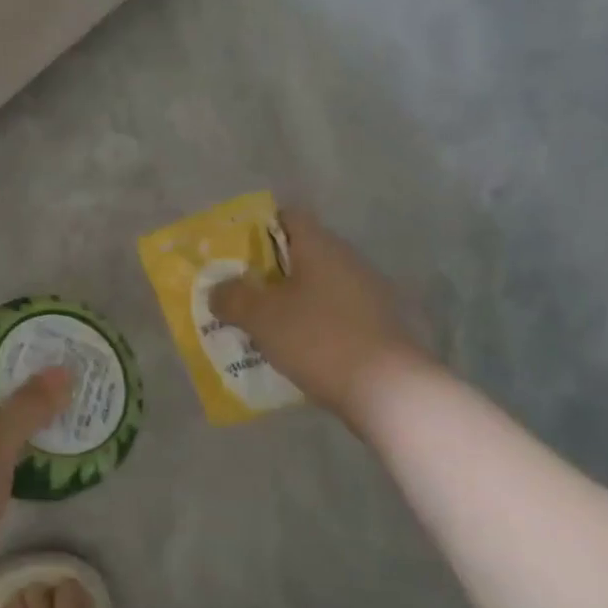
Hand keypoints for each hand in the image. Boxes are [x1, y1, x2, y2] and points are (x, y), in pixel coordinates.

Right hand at [209, 208, 434, 422]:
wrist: (389, 390)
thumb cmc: (318, 338)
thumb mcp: (261, 317)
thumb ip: (232, 298)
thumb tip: (218, 290)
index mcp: (320, 245)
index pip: (287, 217)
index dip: (257, 229)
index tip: (234, 253)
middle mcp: (347, 260)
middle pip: (300, 254)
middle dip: (268, 272)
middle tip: (239, 292)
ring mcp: (367, 293)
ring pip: (317, 286)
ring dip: (290, 301)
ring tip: (260, 324)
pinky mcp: (377, 325)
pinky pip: (333, 313)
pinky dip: (311, 324)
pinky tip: (293, 348)